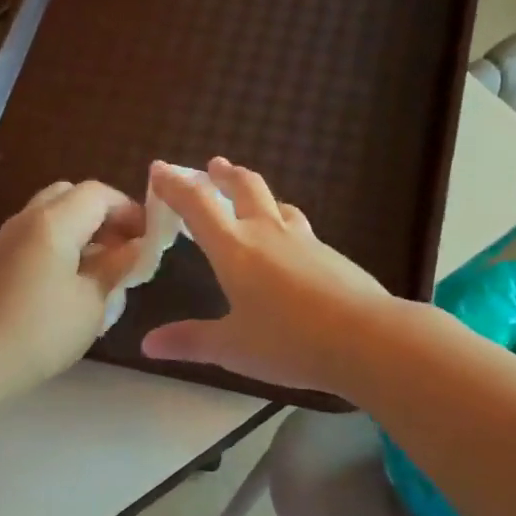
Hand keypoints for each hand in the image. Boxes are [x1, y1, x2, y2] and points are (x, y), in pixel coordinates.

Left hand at [0, 180, 144, 400]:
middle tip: (125, 247)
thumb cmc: (43, 331)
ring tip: (105, 266)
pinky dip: (63, 243)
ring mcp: (9, 238)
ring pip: (53, 214)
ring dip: (83, 230)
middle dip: (104, 215)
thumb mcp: (93, 301)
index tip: (149, 239)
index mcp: (54, 222)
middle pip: (72, 195)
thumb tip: (137, 246)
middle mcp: (28, 218)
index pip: (99, 194)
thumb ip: (117, 266)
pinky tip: (76, 279)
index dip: (129, 210)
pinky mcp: (0, 259)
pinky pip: (38, 235)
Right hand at [141, 158, 391, 394]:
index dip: (175, 184)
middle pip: (245, 187)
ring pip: (277, 203)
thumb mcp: (231, 348)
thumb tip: (147, 345)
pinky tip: (289, 242)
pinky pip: (299, 227)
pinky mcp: (331, 255)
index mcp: (235, 249)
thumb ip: (189, 342)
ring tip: (249, 196)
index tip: (159, 169)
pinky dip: (283, 221)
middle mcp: (268, 233)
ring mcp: (305, 241)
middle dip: (223, 175)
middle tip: (212, 167)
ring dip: (256, 193)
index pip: (198, 204)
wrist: (367, 338)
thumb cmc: (289, 342)